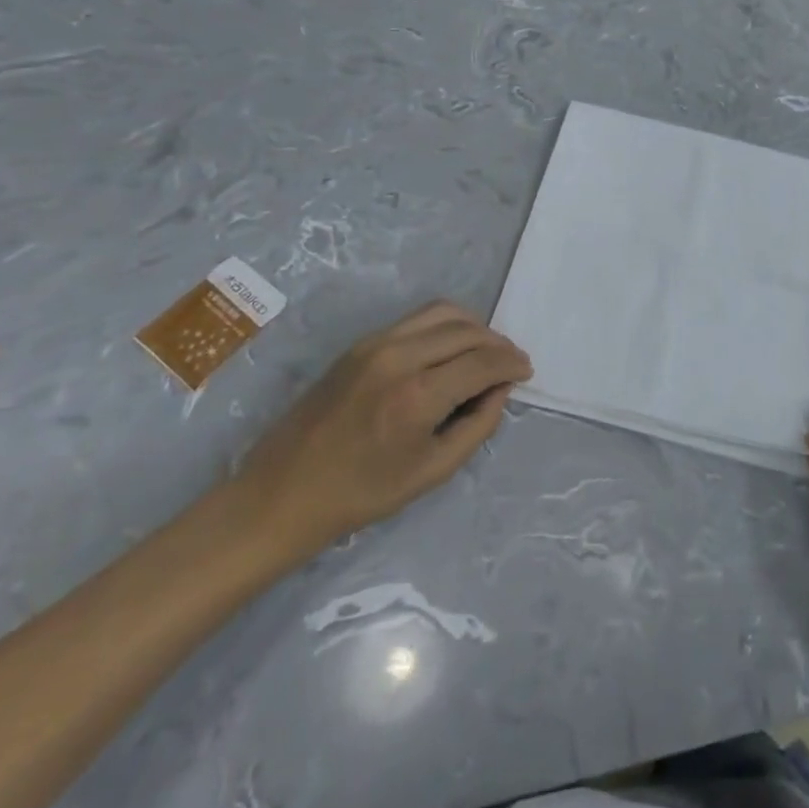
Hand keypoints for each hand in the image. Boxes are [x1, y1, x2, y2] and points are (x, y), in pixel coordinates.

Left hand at [230, 302, 530, 566]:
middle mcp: (400, 357)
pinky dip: (446, 325)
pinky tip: (451, 348)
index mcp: (418, 396)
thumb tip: (501, 389)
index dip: (512, 363)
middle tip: (511, 363)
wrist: (281, 492)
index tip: (527, 371)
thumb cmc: (360, 494)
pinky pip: (417, 319)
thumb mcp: (431, 471)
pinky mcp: (362, 343)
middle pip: (468, 331)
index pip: (484, 362)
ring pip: (444, 313)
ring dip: (474, 327)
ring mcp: (377, 344)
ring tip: (485, 351)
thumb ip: (477, 426)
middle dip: (498, 344)